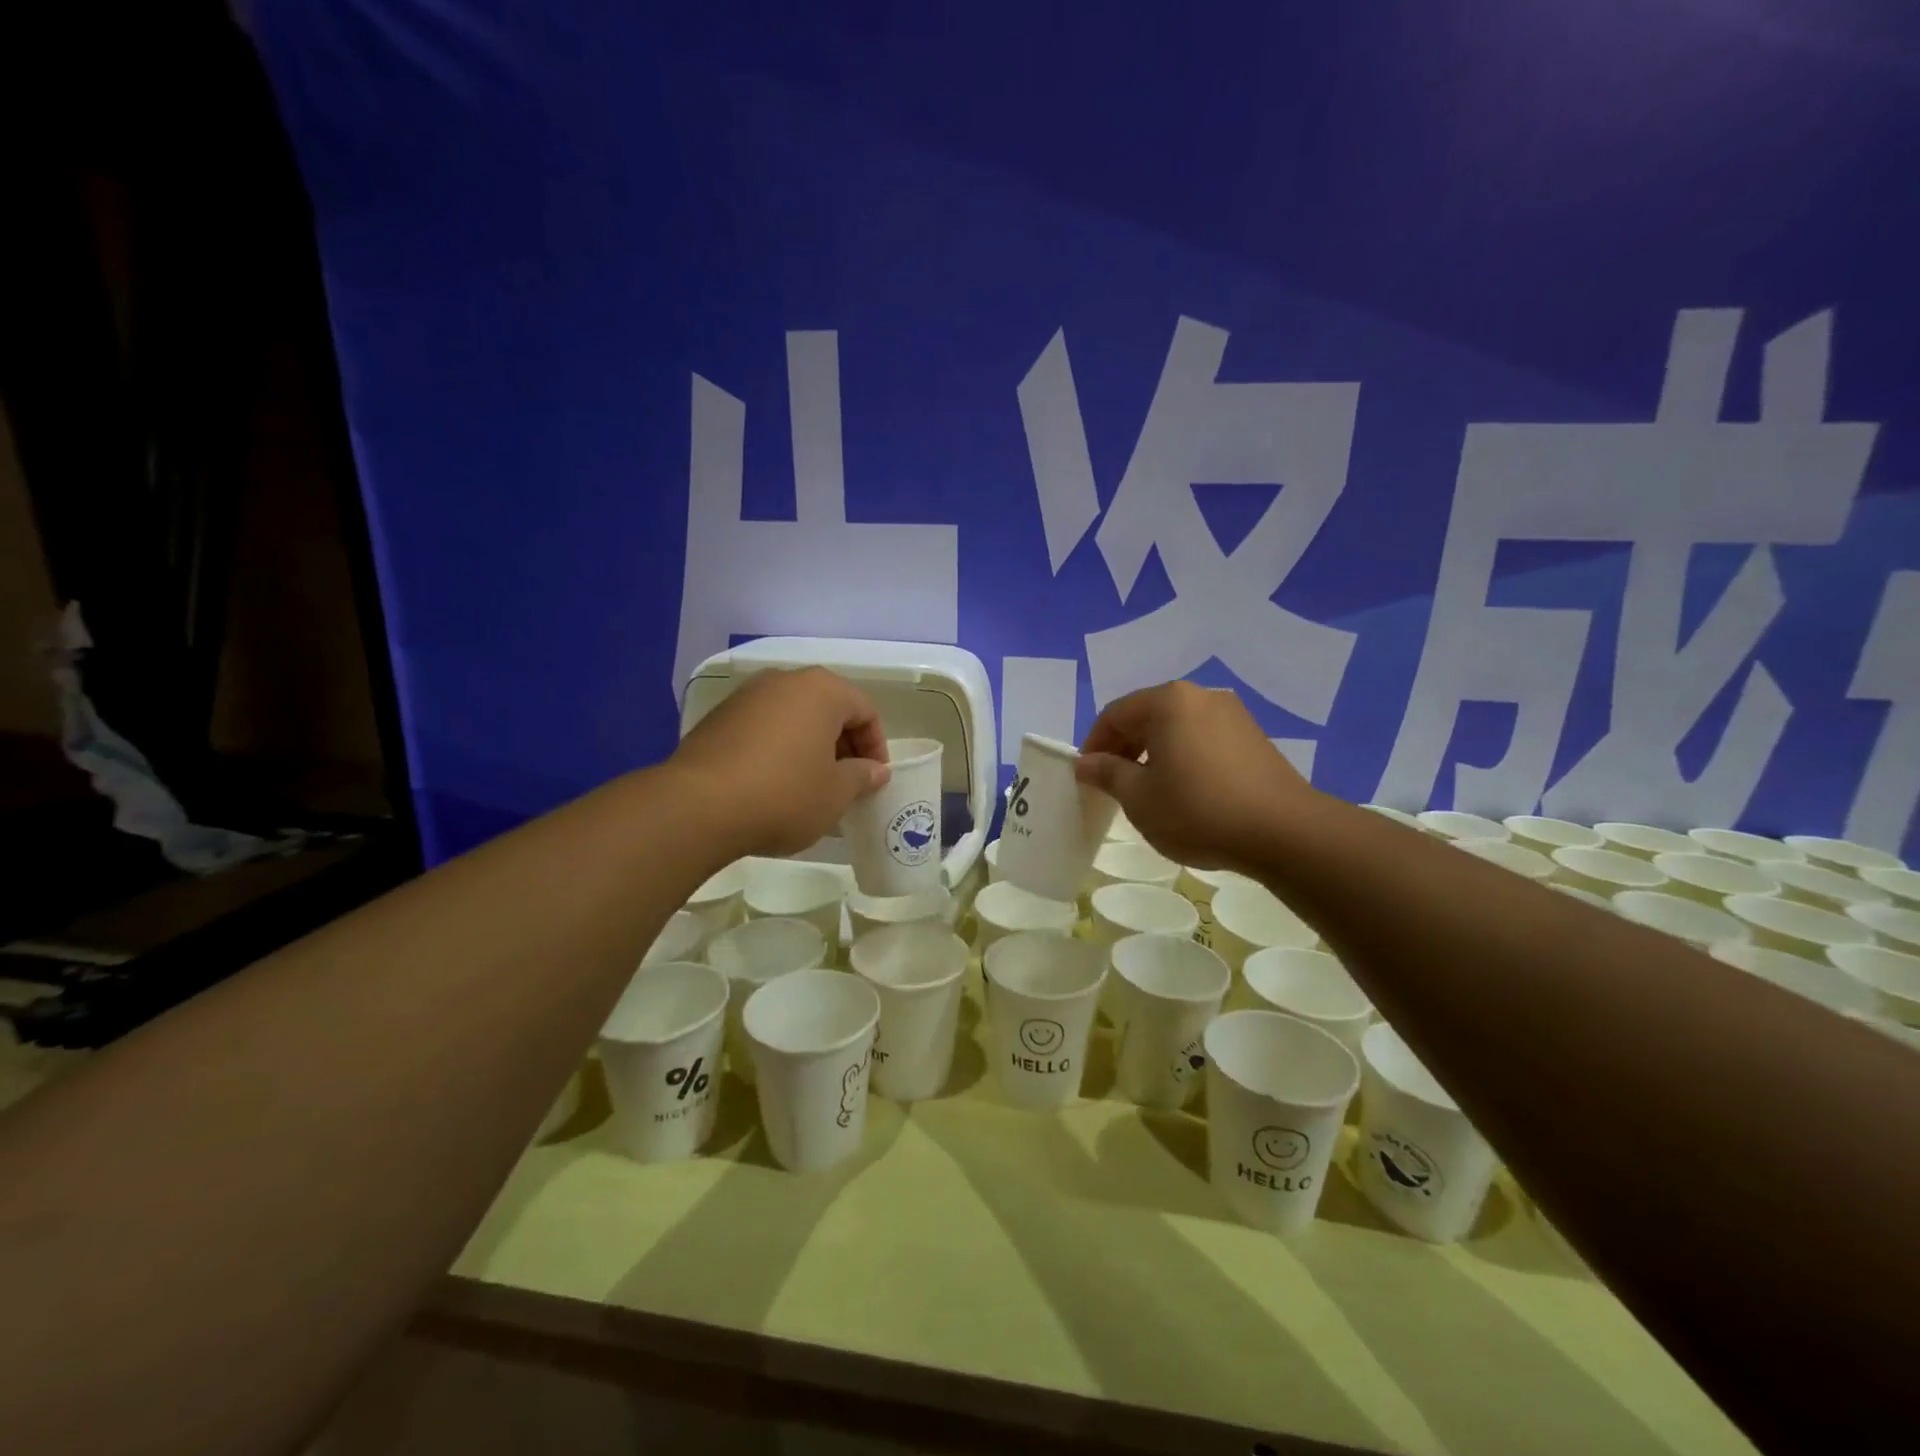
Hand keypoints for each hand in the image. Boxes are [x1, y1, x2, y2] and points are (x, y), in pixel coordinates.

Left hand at [670, 668, 890, 856]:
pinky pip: (762, 730)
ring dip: (809, 749)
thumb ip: (862, 777)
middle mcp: (783, 681)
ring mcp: (745, 698)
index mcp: (820, 690)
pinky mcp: (717, 720)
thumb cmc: (783, 794)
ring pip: (793, 719)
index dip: (876, 747)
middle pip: (827, 710)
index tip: (874, 780)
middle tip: (846, 784)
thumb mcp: (836, 793)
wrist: (697, 807)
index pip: (864, 711)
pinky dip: (778, 751)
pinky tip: (774, 787)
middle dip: (842, 746)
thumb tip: (874, 770)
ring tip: (811, 788)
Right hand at [1074, 681, 1313, 871]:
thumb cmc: (1198, 810)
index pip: (1115, 714)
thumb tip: (1085, 763)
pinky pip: (1203, 738)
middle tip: (1114, 785)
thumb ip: (1108, 773)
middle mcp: (1200, 696)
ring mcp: (1232, 714)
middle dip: (1124, 748)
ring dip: (1154, 753)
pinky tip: (1187, 791)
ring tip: (1150, 791)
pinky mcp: (1254, 737)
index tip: (1087, 777)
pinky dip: (1184, 757)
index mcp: (1168, 701)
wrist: (1283, 831)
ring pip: (1177, 727)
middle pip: (1147, 716)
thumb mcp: (1139, 797)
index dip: (1094, 745)